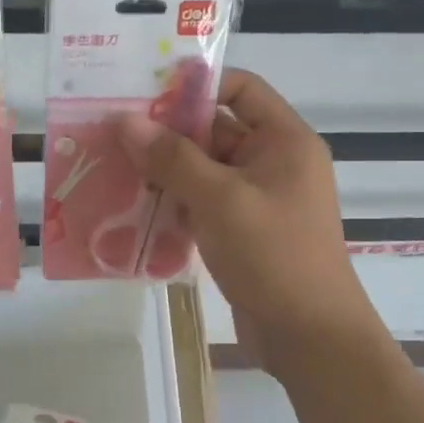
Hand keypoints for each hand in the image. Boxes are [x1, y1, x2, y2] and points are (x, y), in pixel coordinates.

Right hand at [114, 69, 376, 370]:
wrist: (309, 336)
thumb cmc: (273, 255)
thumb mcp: (220, 199)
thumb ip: (172, 157)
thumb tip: (126, 120)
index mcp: (284, 140)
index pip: (241, 88)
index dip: (196, 86)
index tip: (145, 93)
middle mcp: (273, 162)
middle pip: (216, 129)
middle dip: (167, 132)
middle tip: (114, 133)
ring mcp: (258, 199)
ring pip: (204, 169)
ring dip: (165, 171)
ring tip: (114, 168)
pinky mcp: (244, 231)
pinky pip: (204, 203)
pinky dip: (174, 202)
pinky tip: (134, 207)